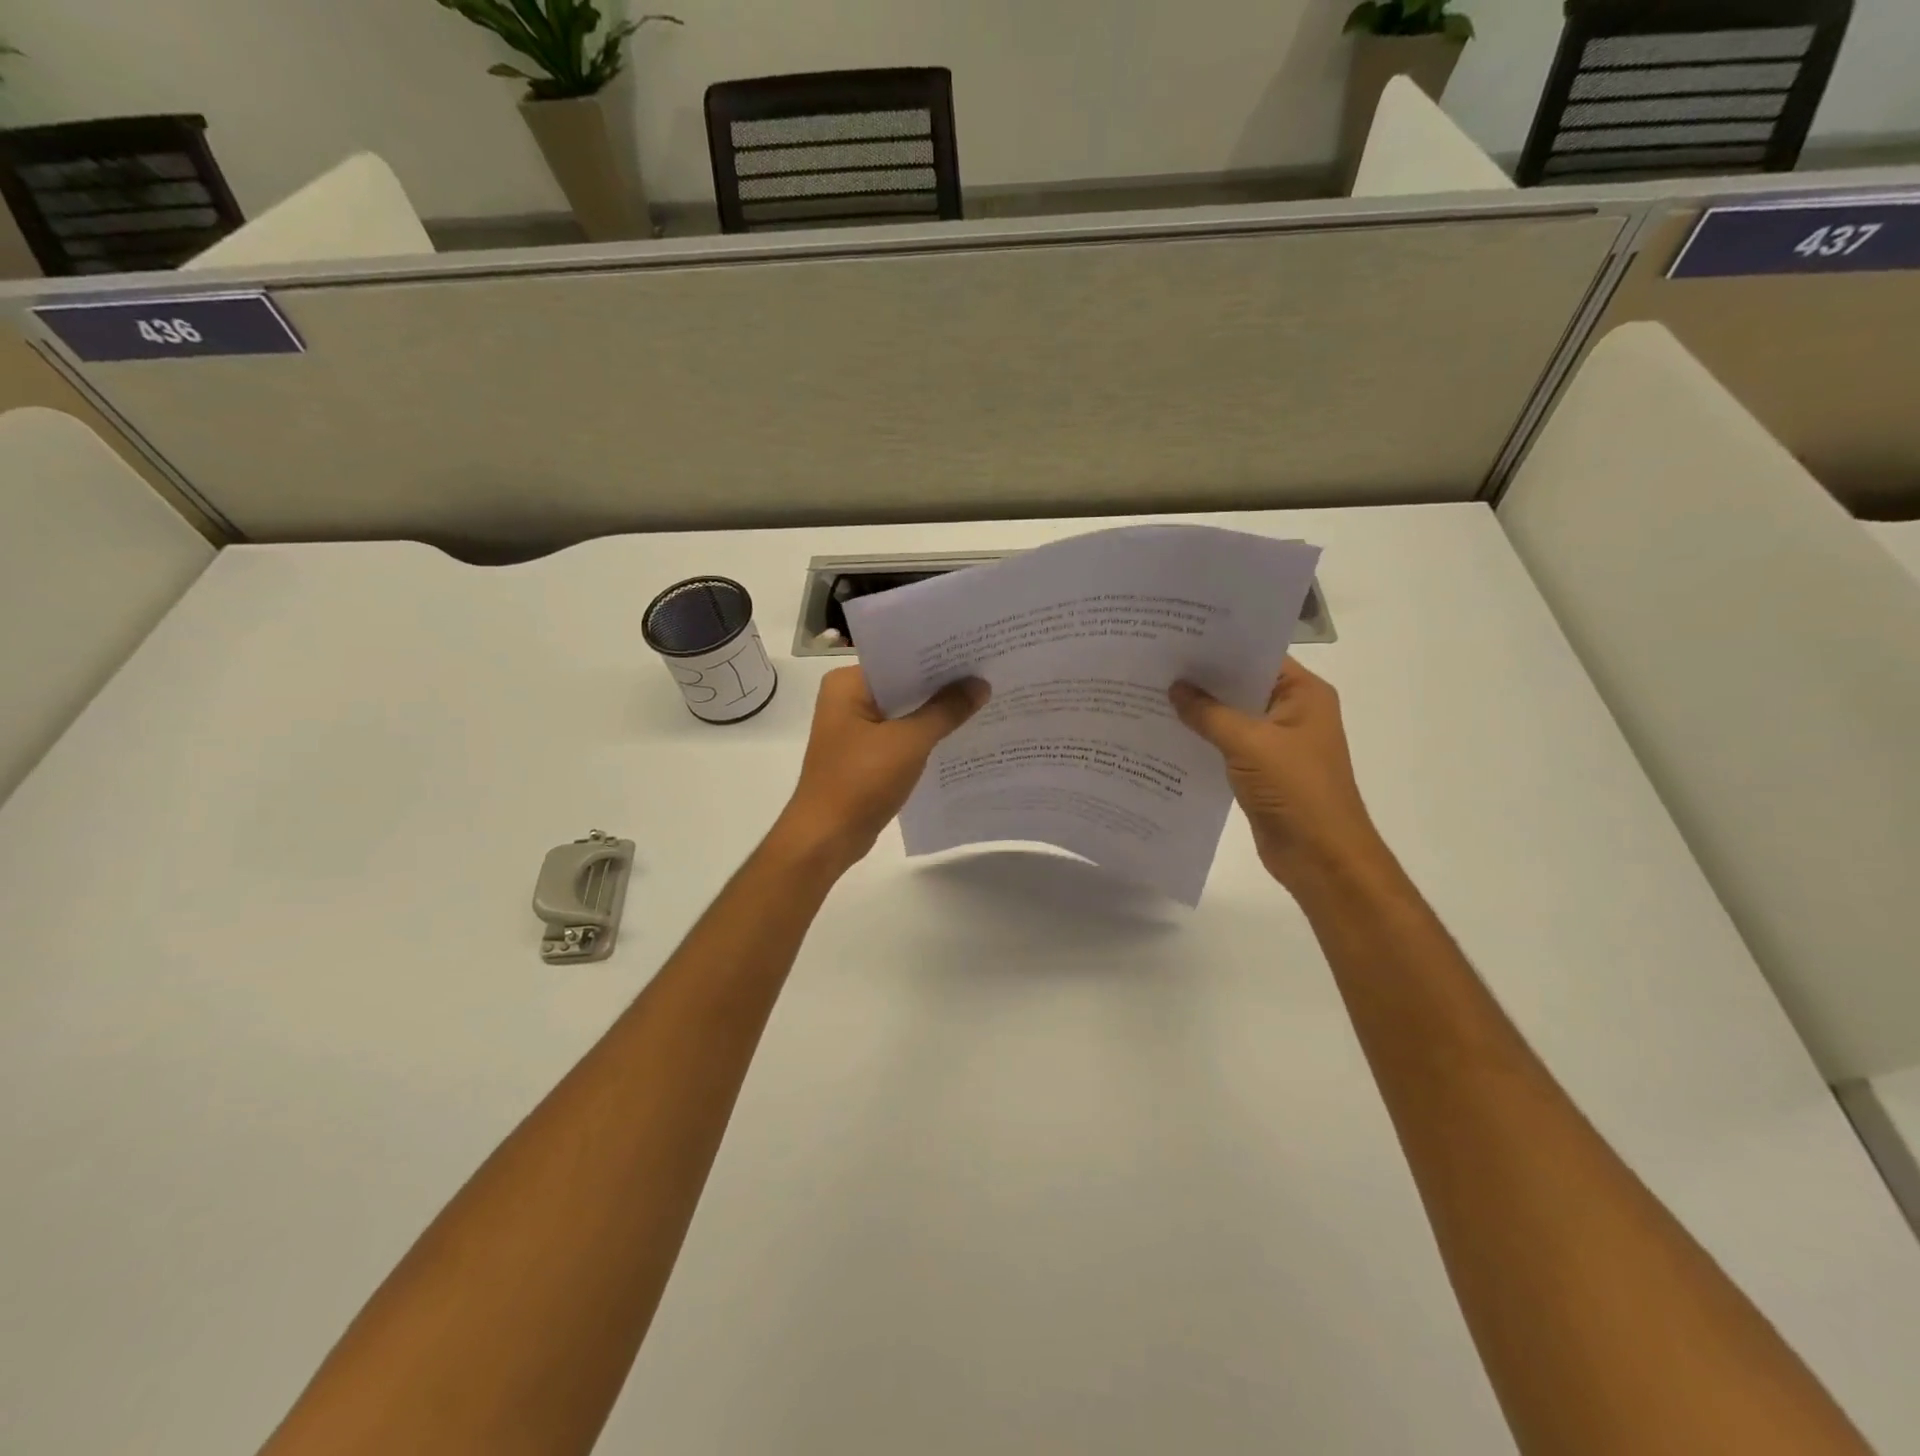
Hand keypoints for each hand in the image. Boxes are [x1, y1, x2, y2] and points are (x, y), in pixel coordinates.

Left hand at [773, 666, 989, 871]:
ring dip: (936, 710)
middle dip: (942, 683)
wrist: (827, 838)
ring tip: (983, 697)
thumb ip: (946, 711)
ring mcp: (855, 728)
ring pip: (904, 710)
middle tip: (988, 670)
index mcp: (847, 684)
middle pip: (903, 683)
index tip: (977, 648)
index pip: (898, 656)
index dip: (938, 654)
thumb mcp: (909, 742)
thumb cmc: (861, 781)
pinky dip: (925, 733)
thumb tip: (980, 683)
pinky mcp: (865, 754)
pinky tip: (960, 732)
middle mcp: (847, 699)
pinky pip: (901, 734)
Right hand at [1170, 659, 1387, 890]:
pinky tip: (1167, 732)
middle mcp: (1292, 711)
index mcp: (1304, 694)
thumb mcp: (1249, 744)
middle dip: (1202, 678)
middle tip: (1155, 663)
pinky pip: (1226, 745)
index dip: (1219, 647)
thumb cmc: (1295, 790)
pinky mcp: (1260, 770)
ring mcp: (1276, 743)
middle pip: (1241, 685)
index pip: (1257, 656)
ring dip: (1199, 710)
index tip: (1177, 636)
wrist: (1320, 857)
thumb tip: (1174, 688)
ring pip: (1231, 716)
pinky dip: (1202, 739)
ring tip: (1152, 694)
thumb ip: (1209, 713)